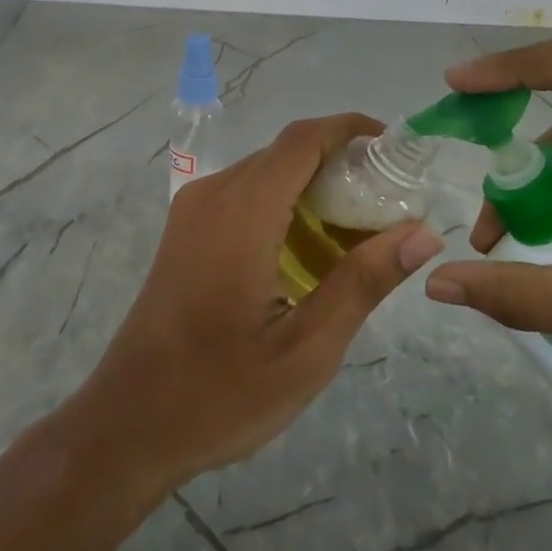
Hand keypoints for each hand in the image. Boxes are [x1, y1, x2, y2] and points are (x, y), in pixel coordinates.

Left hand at [67, 114, 443, 492]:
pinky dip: (282, 203)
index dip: (349, 129)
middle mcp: (214, 194)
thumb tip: (423, 233)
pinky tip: (306, 250)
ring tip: (357, 230)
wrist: (128, 421)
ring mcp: (192, 210)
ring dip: (310, 185)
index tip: (394, 147)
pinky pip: (241, 194)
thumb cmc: (220, 392)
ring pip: (263, 172)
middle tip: (388, 203)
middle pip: (284, 153)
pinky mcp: (184, 230)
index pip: (302, 140)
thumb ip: (363, 282)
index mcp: (243, 212)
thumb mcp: (306, 349)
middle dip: (338, 163)